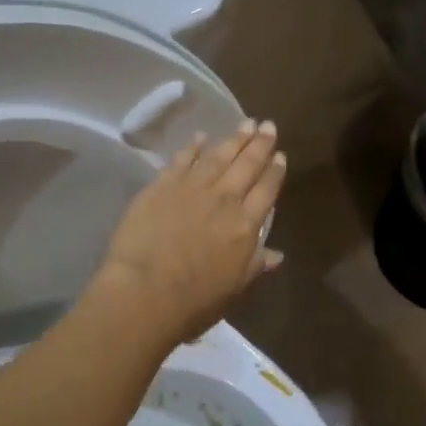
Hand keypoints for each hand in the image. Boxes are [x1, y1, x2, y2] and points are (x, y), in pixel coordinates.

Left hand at [90, 120, 286, 347]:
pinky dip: (193, 147)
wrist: (144, 293)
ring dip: (233, 139)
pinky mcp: (161, 186)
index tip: (281, 155)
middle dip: (259, 144)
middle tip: (268, 125)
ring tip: (245, 123)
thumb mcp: (234, 289)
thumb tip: (277, 253)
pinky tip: (201, 137)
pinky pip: (182, 160)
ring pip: (218, 156)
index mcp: (245, 225)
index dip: (275, 172)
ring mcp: (191, 189)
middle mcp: (223, 199)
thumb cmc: (194, 302)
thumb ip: (255, 265)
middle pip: (246, 165)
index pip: (266, 190)